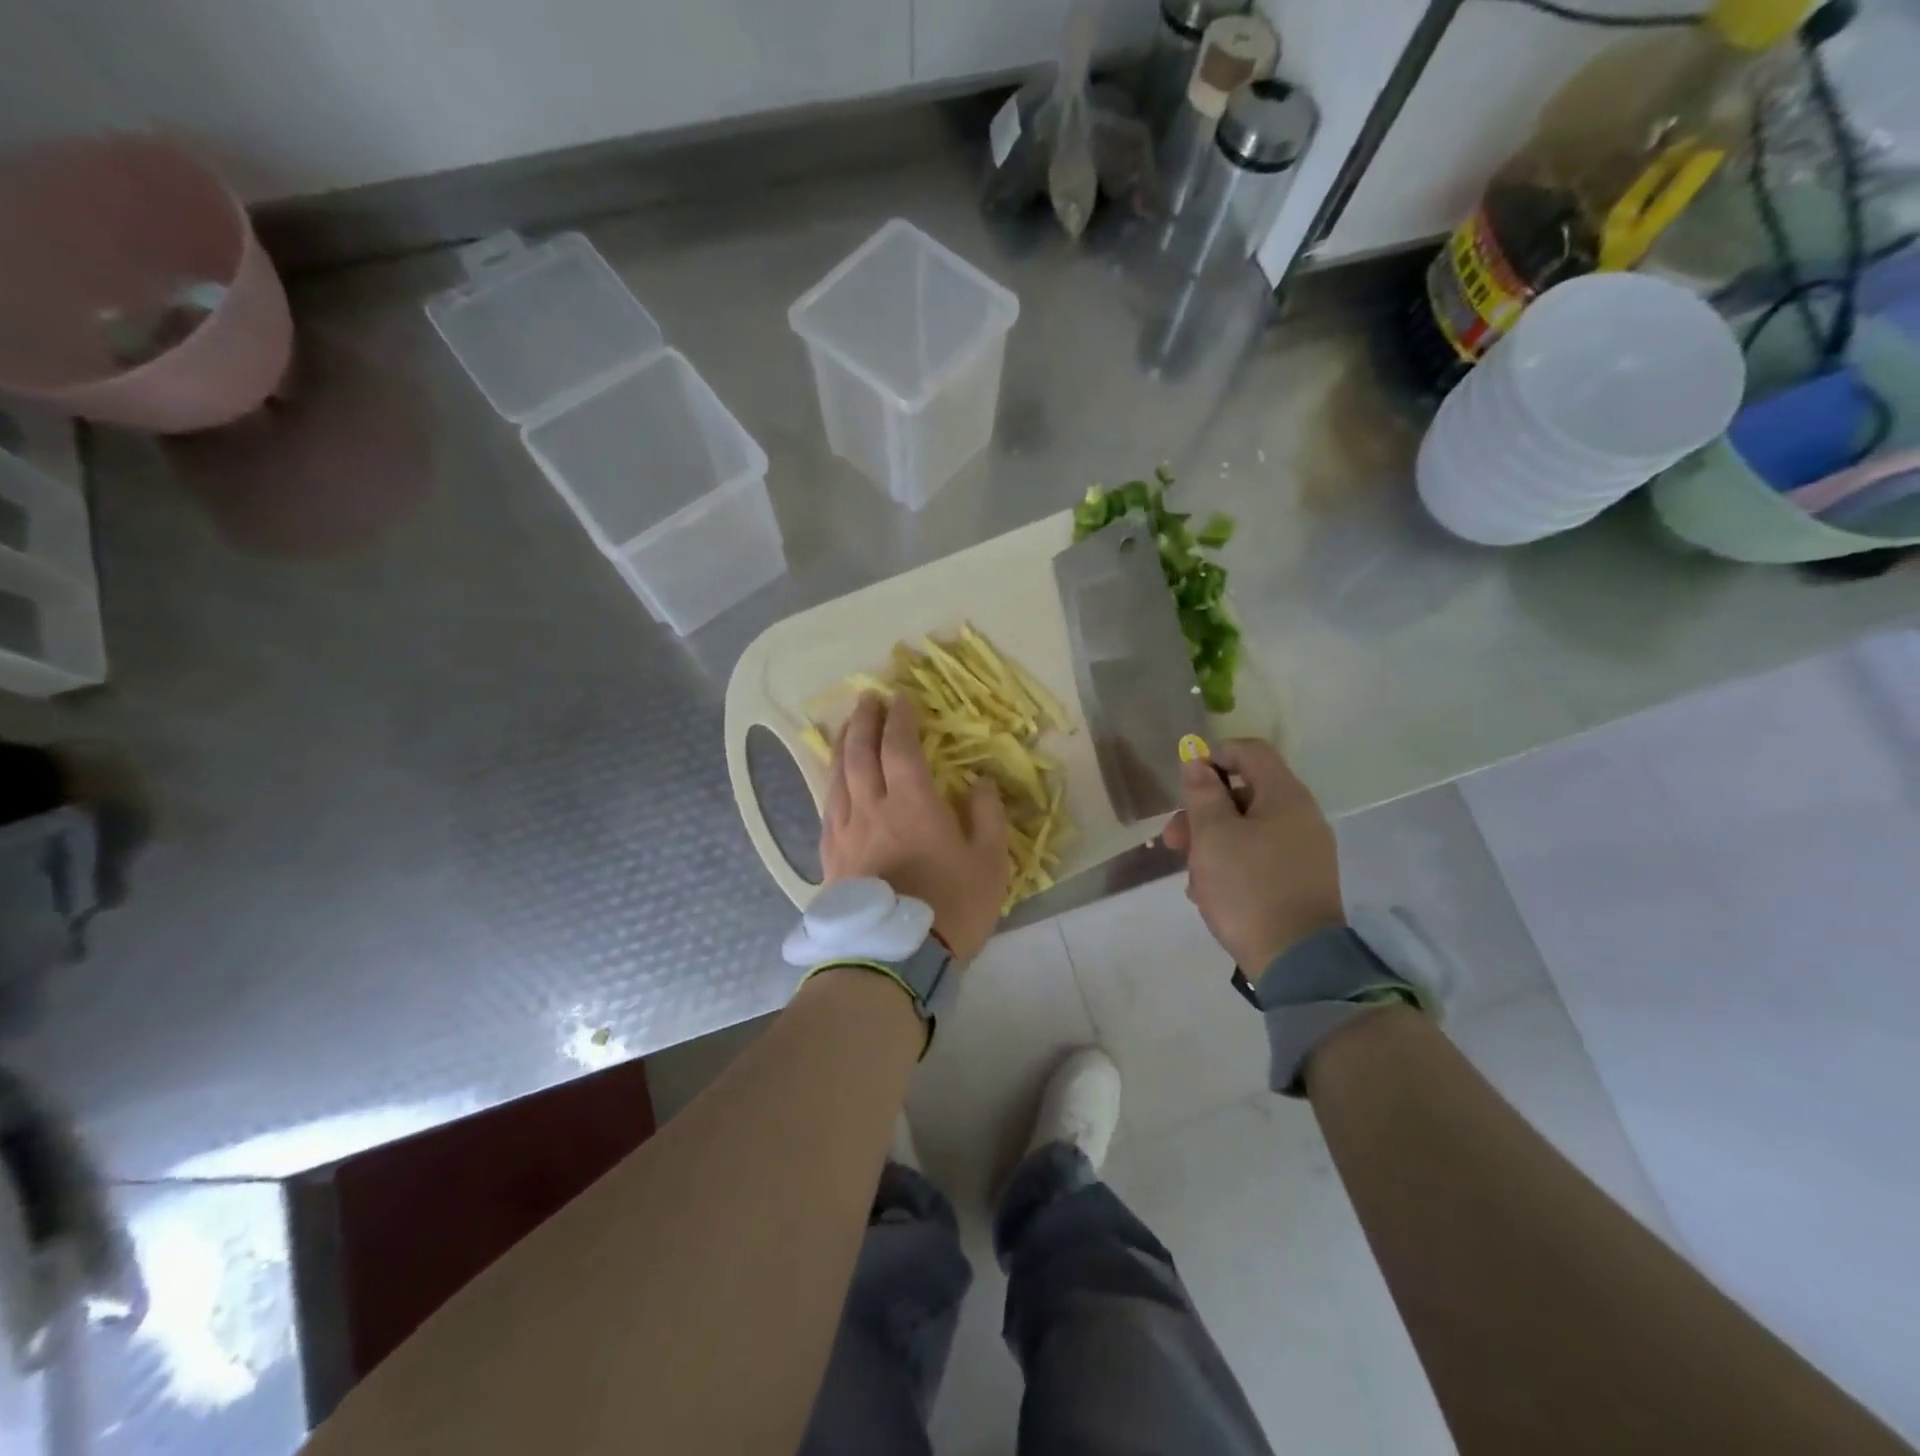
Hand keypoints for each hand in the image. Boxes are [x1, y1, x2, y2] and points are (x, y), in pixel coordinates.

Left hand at [822, 692, 1008, 964]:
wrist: (896, 959)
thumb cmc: (952, 908)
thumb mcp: (990, 863)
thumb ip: (987, 816)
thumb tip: (979, 782)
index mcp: (913, 803)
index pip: (900, 746)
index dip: (900, 718)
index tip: (902, 697)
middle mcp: (872, 807)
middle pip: (861, 752)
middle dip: (865, 720)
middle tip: (868, 698)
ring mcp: (846, 831)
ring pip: (838, 776)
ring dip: (843, 744)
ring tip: (848, 726)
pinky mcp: (831, 856)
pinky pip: (827, 806)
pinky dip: (831, 781)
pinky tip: (833, 779)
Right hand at [1161, 738, 1344, 972]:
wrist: (1296, 961)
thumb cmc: (1248, 887)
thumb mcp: (1213, 836)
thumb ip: (1203, 794)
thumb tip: (1198, 764)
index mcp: (1285, 797)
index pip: (1250, 751)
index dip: (1214, 757)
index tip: (1186, 785)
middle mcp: (1301, 817)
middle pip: (1244, 793)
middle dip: (1202, 812)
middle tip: (1173, 840)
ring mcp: (1303, 852)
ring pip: (1247, 829)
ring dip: (1211, 843)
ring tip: (1189, 876)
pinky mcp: (1299, 882)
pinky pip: (1259, 857)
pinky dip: (1231, 864)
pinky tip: (1209, 892)